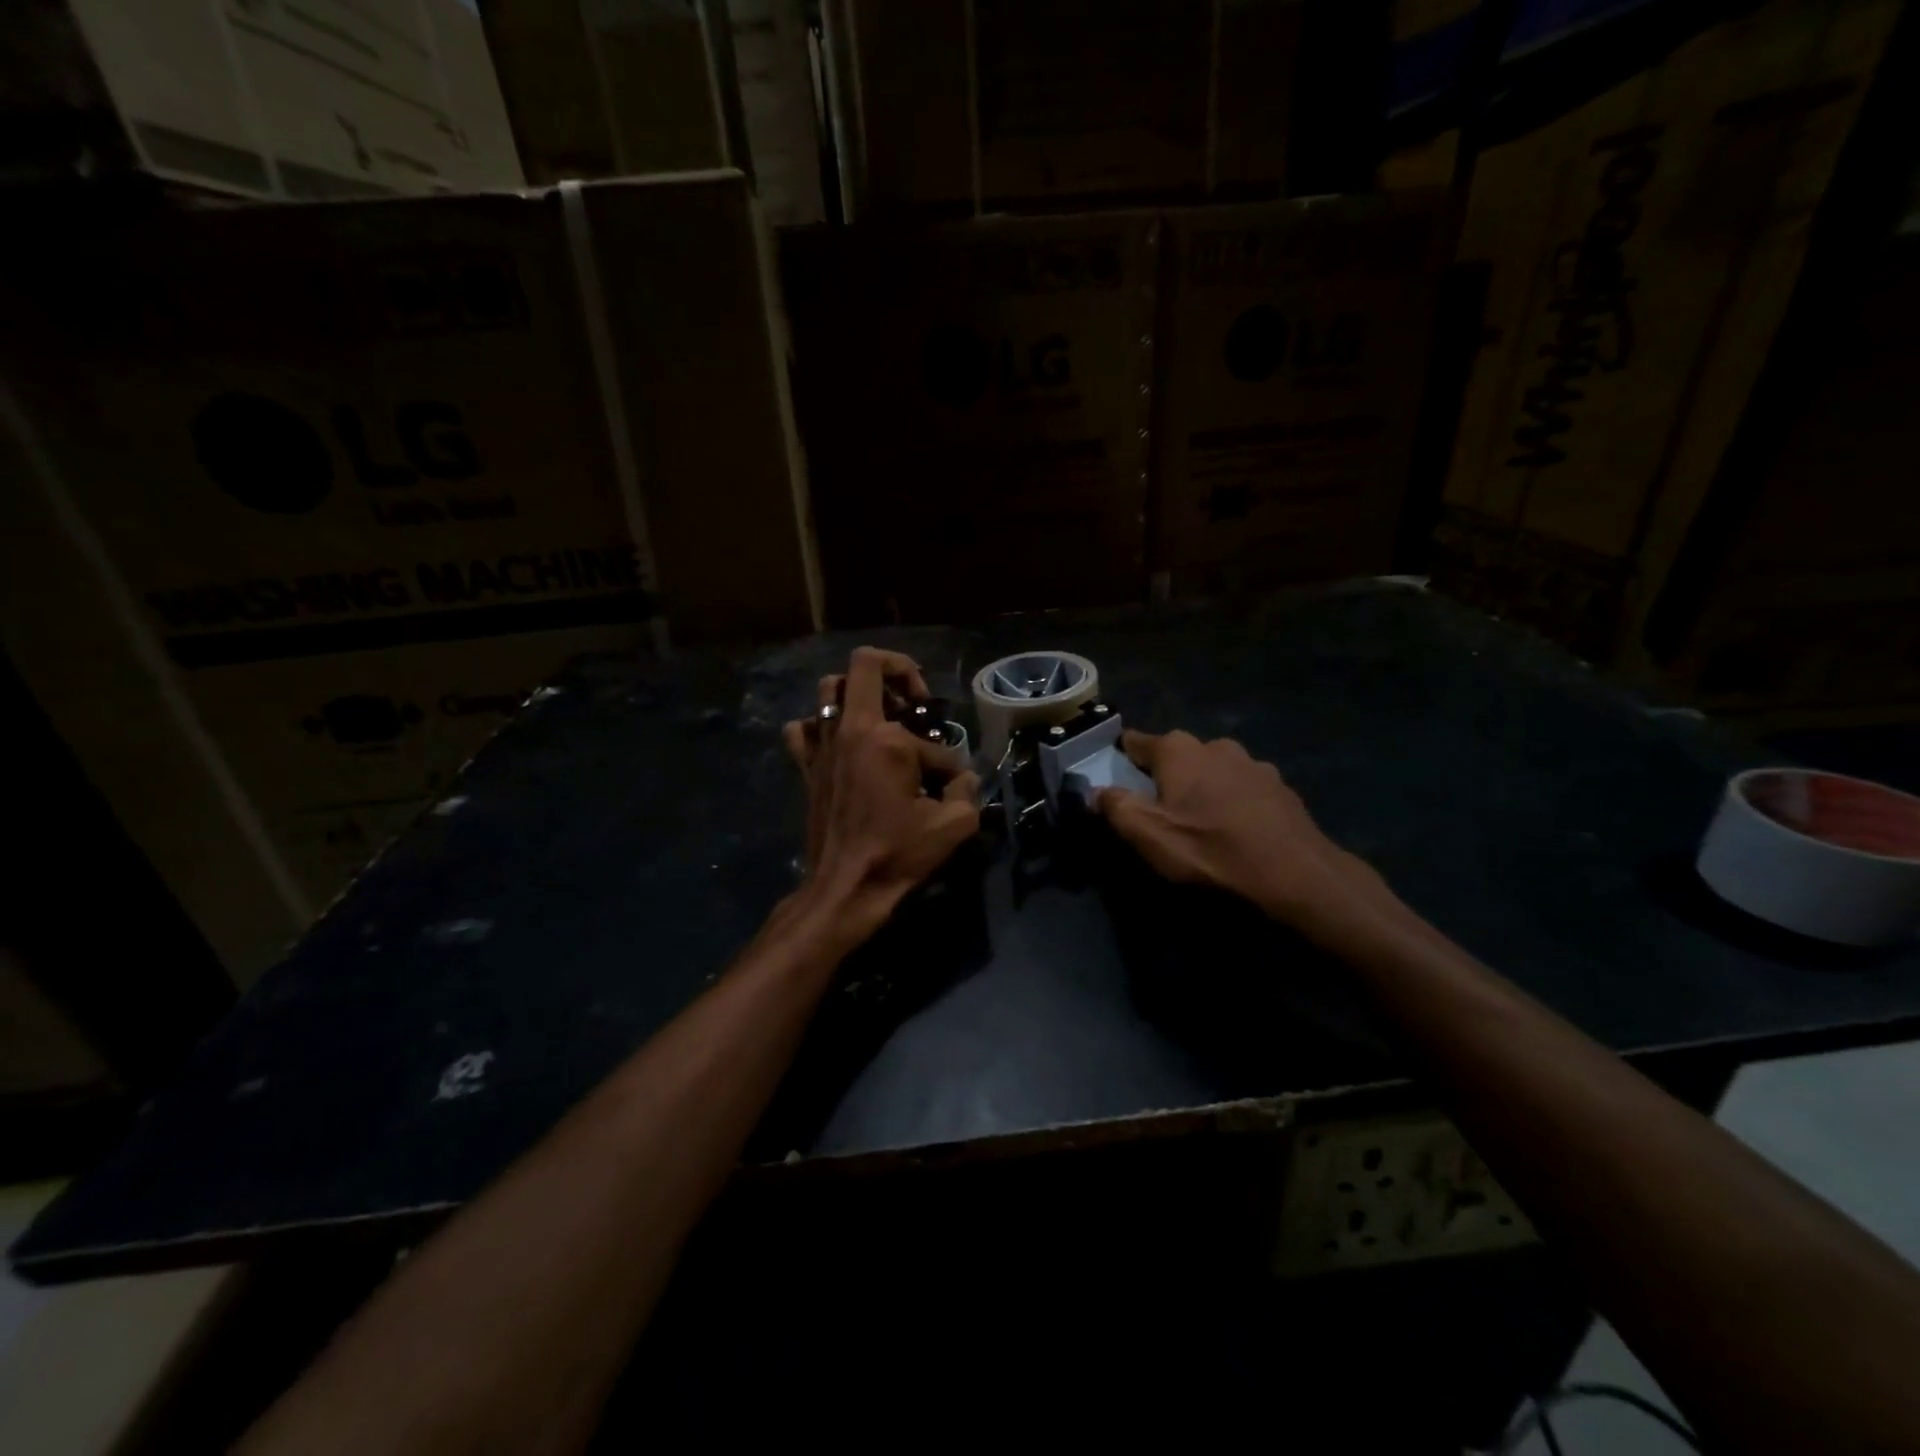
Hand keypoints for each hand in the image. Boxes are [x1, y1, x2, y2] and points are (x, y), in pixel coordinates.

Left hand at [782, 647, 980, 942]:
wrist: (844, 888)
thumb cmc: (897, 855)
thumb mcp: (954, 825)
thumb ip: (967, 790)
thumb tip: (962, 777)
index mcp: (889, 741)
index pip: (932, 740)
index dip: (949, 762)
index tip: (949, 787)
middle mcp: (851, 730)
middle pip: (865, 664)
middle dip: (898, 671)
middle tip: (916, 701)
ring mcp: (823, 745)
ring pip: (829, 688)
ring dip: (857, 691)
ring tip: (881, 716)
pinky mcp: (807, 766)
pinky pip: (803, 728)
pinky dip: (820, 726)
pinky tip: (840, 743)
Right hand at [1095, 730, 1388, 944]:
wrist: (1297, 876)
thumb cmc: (1211, 850)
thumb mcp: (1148, 835)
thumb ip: (1114, 807)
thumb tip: (1094, 790)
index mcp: (1178, 750)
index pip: (1135, 742)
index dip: (1120, 759)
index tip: (1113, 779)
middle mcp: (1215, 745)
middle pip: (1177, 756)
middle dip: (1164, 777)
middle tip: (1158, 811)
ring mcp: (1253, 764)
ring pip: (1213, 771)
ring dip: (1202, 789)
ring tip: (1201, 823)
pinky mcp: (1280, 788)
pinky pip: (1243, 789)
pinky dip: (1233, 803)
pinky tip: (1236, 830)